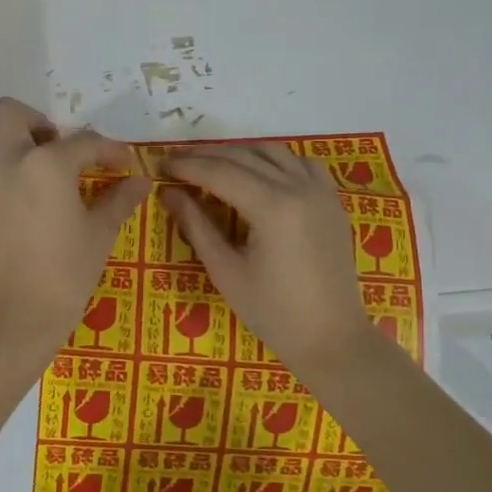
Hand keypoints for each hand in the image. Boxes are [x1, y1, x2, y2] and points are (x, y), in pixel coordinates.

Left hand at [0, 98, 149, 360]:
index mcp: (48, 164)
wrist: (12, 317)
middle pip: (11, 112)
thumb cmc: (64, 276)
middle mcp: (6, 159)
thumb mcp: (99, 235)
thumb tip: (141, 181)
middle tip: (53, 147)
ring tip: (18, 158)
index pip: (84, 142)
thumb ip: (119, 200)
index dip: (109, 149)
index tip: (122, 162)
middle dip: (36, 121)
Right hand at [162, 143, 380, 378]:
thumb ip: (196, 226)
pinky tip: (258, 173)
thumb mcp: (225, 271)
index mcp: (273, 207)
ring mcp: (320, 191)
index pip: (219, 172)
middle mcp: (298, 188)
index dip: (186, 165)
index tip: (159, 165)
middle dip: (205, 156)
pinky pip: (301, 163)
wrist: (332, 339)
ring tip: (211, 166)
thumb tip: (168, 193)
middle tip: (176, 163)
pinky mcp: (332, 200)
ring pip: (272, 152)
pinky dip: (274, 160)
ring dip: (238, 153)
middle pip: (243, 156)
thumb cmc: (273, 313)